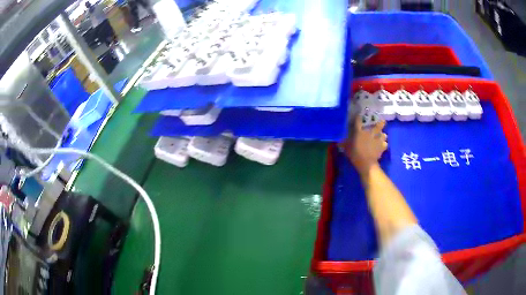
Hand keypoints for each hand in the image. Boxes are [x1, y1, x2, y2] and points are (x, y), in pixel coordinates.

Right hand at [340, 117, 387, 174]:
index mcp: (360, 132)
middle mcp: (370, 133)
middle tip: (381, 121)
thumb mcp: (346, 149)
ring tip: (382, 136)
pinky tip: (382, 146)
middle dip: (380, 122)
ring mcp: (378, 139)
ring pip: (384, 134)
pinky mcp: (382, 147)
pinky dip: (384, 144)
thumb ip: (344, 144)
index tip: (359, 115)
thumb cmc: (355, 154)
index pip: (359, 121)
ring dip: (382, 135)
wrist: (366, 163)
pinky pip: (385, 144)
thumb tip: (338, 142)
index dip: (359, 117)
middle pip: (378, 125)